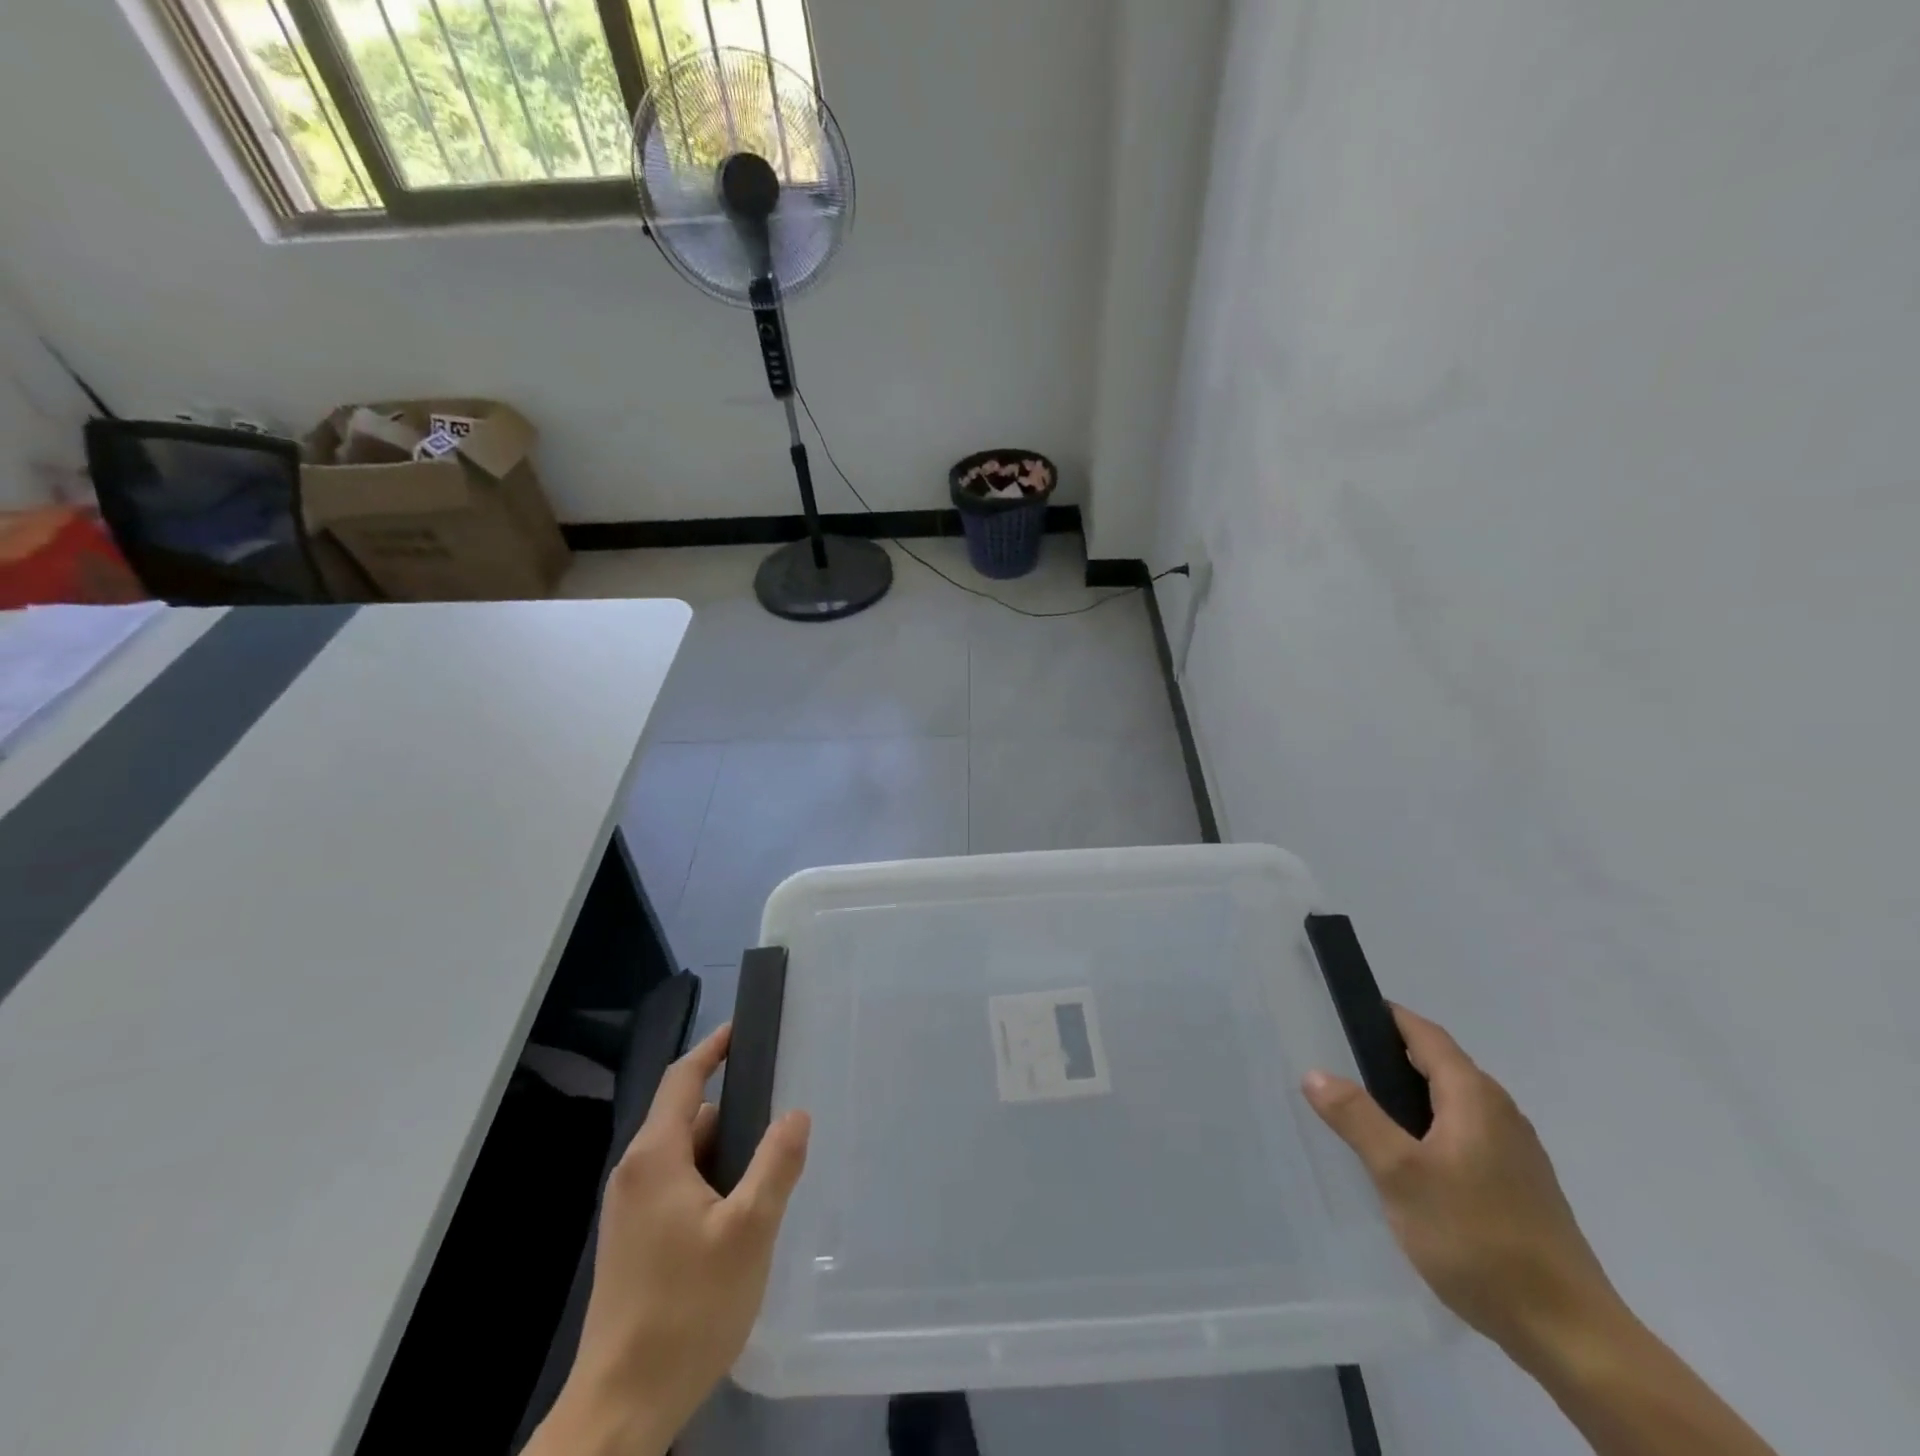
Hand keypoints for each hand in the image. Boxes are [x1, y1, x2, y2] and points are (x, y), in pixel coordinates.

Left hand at [531, 1024, 811, 1455]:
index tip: (743, 1028)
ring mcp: (630, 1211)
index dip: (713, 1048)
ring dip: (724, 1151)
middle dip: (733, 1108)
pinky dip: (710, 1180)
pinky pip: (677, 1186)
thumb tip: (795, 1113)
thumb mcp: (749, 1230)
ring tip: (771, 1164)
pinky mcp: (634, 1242)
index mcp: (655, 1156)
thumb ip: (775, 1164)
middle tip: (781, 1109)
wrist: (621, 1406)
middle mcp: (636, 1173)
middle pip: (687, 1117)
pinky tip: (742, 1211)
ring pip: (684, 1156)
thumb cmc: (687, 1307)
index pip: (684, 1079)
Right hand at [1303, 1005, 1621, 1361]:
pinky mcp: (1522, 1187)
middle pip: (1442, 1065)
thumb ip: (1357, 1118)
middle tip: (1343, 1063)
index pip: (1427, 1034)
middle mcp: (1501, 1113)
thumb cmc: (1478, 1239)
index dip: (1389, 1016)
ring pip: (1454, 1103)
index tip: (1348, 1011)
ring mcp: (1517, 1152)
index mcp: (1475, 1097)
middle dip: (1394, 1056)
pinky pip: (1467, 1135)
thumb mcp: (1401, 1175)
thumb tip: (1315, 1072)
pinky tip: (1411, 1163)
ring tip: (1367, 1113)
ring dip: (1413, 1095)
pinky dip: (1432, 1128)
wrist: (1571, 1335)